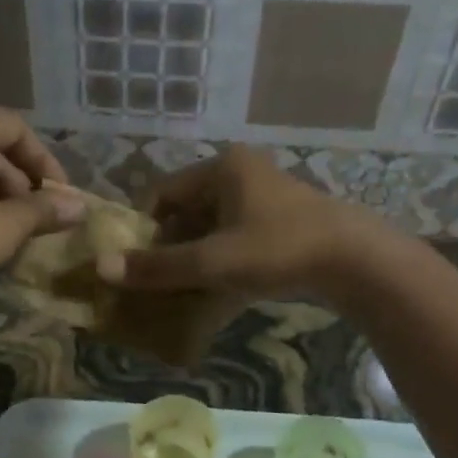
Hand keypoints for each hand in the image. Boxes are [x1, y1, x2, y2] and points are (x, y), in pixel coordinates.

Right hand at [109, 147, 396, 300]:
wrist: (354, 261)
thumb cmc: (277, 250)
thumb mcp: (212, 262)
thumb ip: (158, 267)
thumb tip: (103, 268)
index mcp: (221, 168)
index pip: (162, 193)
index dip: (143, 228)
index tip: (135, 264)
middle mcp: (241, 172)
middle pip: (187, 210)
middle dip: (169, 246)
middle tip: (158, 281)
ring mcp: (265, 195)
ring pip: (212, 225)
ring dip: (195, 255)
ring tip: (184, 289)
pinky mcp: (282, 219)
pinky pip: (236, 235)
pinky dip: (221, 258)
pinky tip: (218, 287)